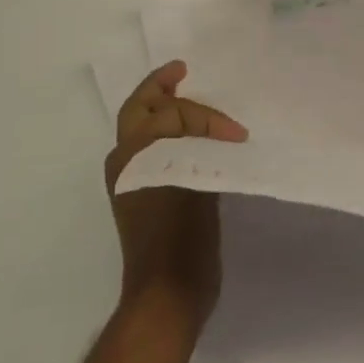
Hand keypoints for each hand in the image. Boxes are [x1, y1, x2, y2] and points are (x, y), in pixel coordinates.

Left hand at [105, 60, 247, 322]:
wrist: (169, 292)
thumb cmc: (180, 235)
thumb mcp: (192, 177)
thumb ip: (195, 143)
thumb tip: (209, 131)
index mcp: (134, 154)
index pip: (170, 112)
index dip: (206, 116)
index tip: (237, 134)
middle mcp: (126, 162)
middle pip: (139, 109)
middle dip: (160, 86)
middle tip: (182, 70)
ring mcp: (133, 181)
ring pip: (142, 127)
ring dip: (162, 108)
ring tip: (186, 95)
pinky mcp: (145, 197)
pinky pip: (154, 149)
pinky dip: (170, 133)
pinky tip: (193, 138)